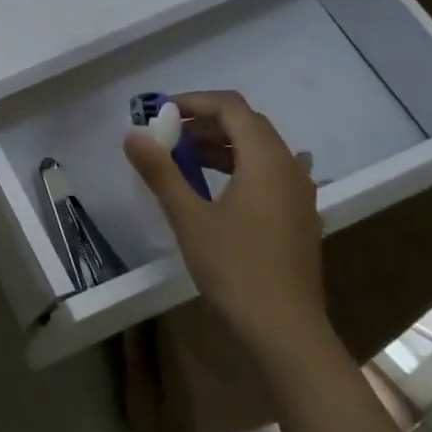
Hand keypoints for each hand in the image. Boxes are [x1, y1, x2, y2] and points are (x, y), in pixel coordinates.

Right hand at [123, 90, 328, 364]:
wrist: (285, 330)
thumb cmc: (235, 268)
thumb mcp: (189, 218)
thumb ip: (161, 172)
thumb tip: (132, 135)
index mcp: (266, 161)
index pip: (233, 108)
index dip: (196, 102)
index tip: (161, 113)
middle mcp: (289, 168)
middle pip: (249, 126)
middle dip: (206, 123)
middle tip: (168, 137)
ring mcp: (299, 195)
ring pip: (260, 151)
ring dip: (222, 146)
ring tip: (185, 160)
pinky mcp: (298, 218)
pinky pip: (269, 175)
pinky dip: (240, 169)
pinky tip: (222, 187)